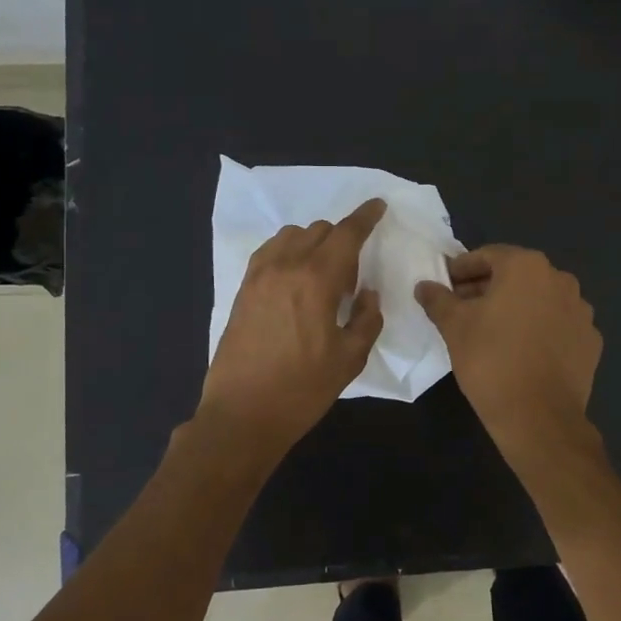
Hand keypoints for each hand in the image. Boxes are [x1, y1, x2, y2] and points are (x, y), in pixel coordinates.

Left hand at [198, 198, 386, 454]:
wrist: (242, 414)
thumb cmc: (302, 389)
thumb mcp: (349, 359)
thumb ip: (366, 319)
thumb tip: (368, 295)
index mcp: (316, 279)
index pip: (346, 234)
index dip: (365, 217)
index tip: (378, 206)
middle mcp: (286, 266)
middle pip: (320, 230)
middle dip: (342, 239)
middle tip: (351, 278)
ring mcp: (259, 275)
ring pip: (292, 236)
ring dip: (314, 243)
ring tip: (322, 277)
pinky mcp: (243, 289)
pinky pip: (270, 251)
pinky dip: (289, 252)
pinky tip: (295, 279)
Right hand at [415, 246, 601, 446]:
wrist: (539, 417)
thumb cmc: (491, 361)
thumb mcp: (454, 327)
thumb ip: (438, 300)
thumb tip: (424, 286)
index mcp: (527, 267)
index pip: (487, 256)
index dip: (461, 269)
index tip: (445, 285)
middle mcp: (560, 280)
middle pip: (516, 276)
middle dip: (487, 288)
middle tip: (462, 308)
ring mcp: (581, 311)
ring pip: (539, 300)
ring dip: (516, 308)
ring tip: (492, 331)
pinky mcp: (590, 341)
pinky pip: (558, 325)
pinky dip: (539, 330)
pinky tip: (522, 351)